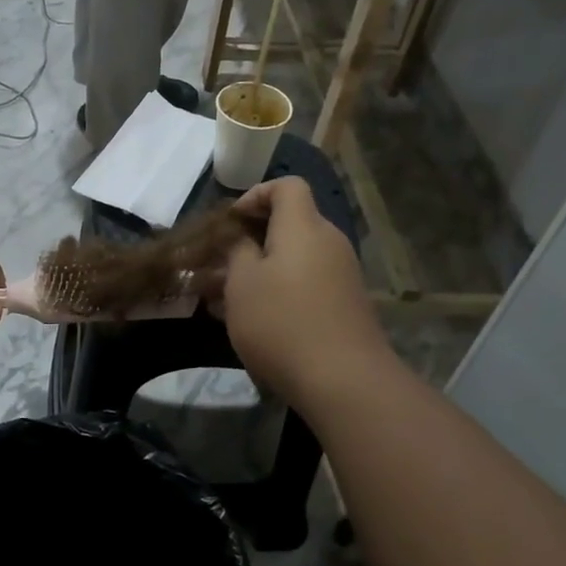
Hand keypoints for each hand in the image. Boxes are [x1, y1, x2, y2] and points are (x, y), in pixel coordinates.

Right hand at [219, 178, 385, 409]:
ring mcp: (342, 274)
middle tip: (220, 264)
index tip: (230, 223)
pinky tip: (256, 319)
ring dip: (262, 269)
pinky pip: (307, 281)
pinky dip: (281, 289)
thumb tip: (242, 237)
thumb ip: (237, 251)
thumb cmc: (281, 322)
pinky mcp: (345, 303)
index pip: (287, 186)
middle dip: (252, 239)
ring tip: (227, 298)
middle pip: (291, 223)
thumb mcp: (241, 284)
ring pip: (295, 257)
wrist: (343, 380)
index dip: (255, 195)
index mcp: (303, 227)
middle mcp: (329, 242)